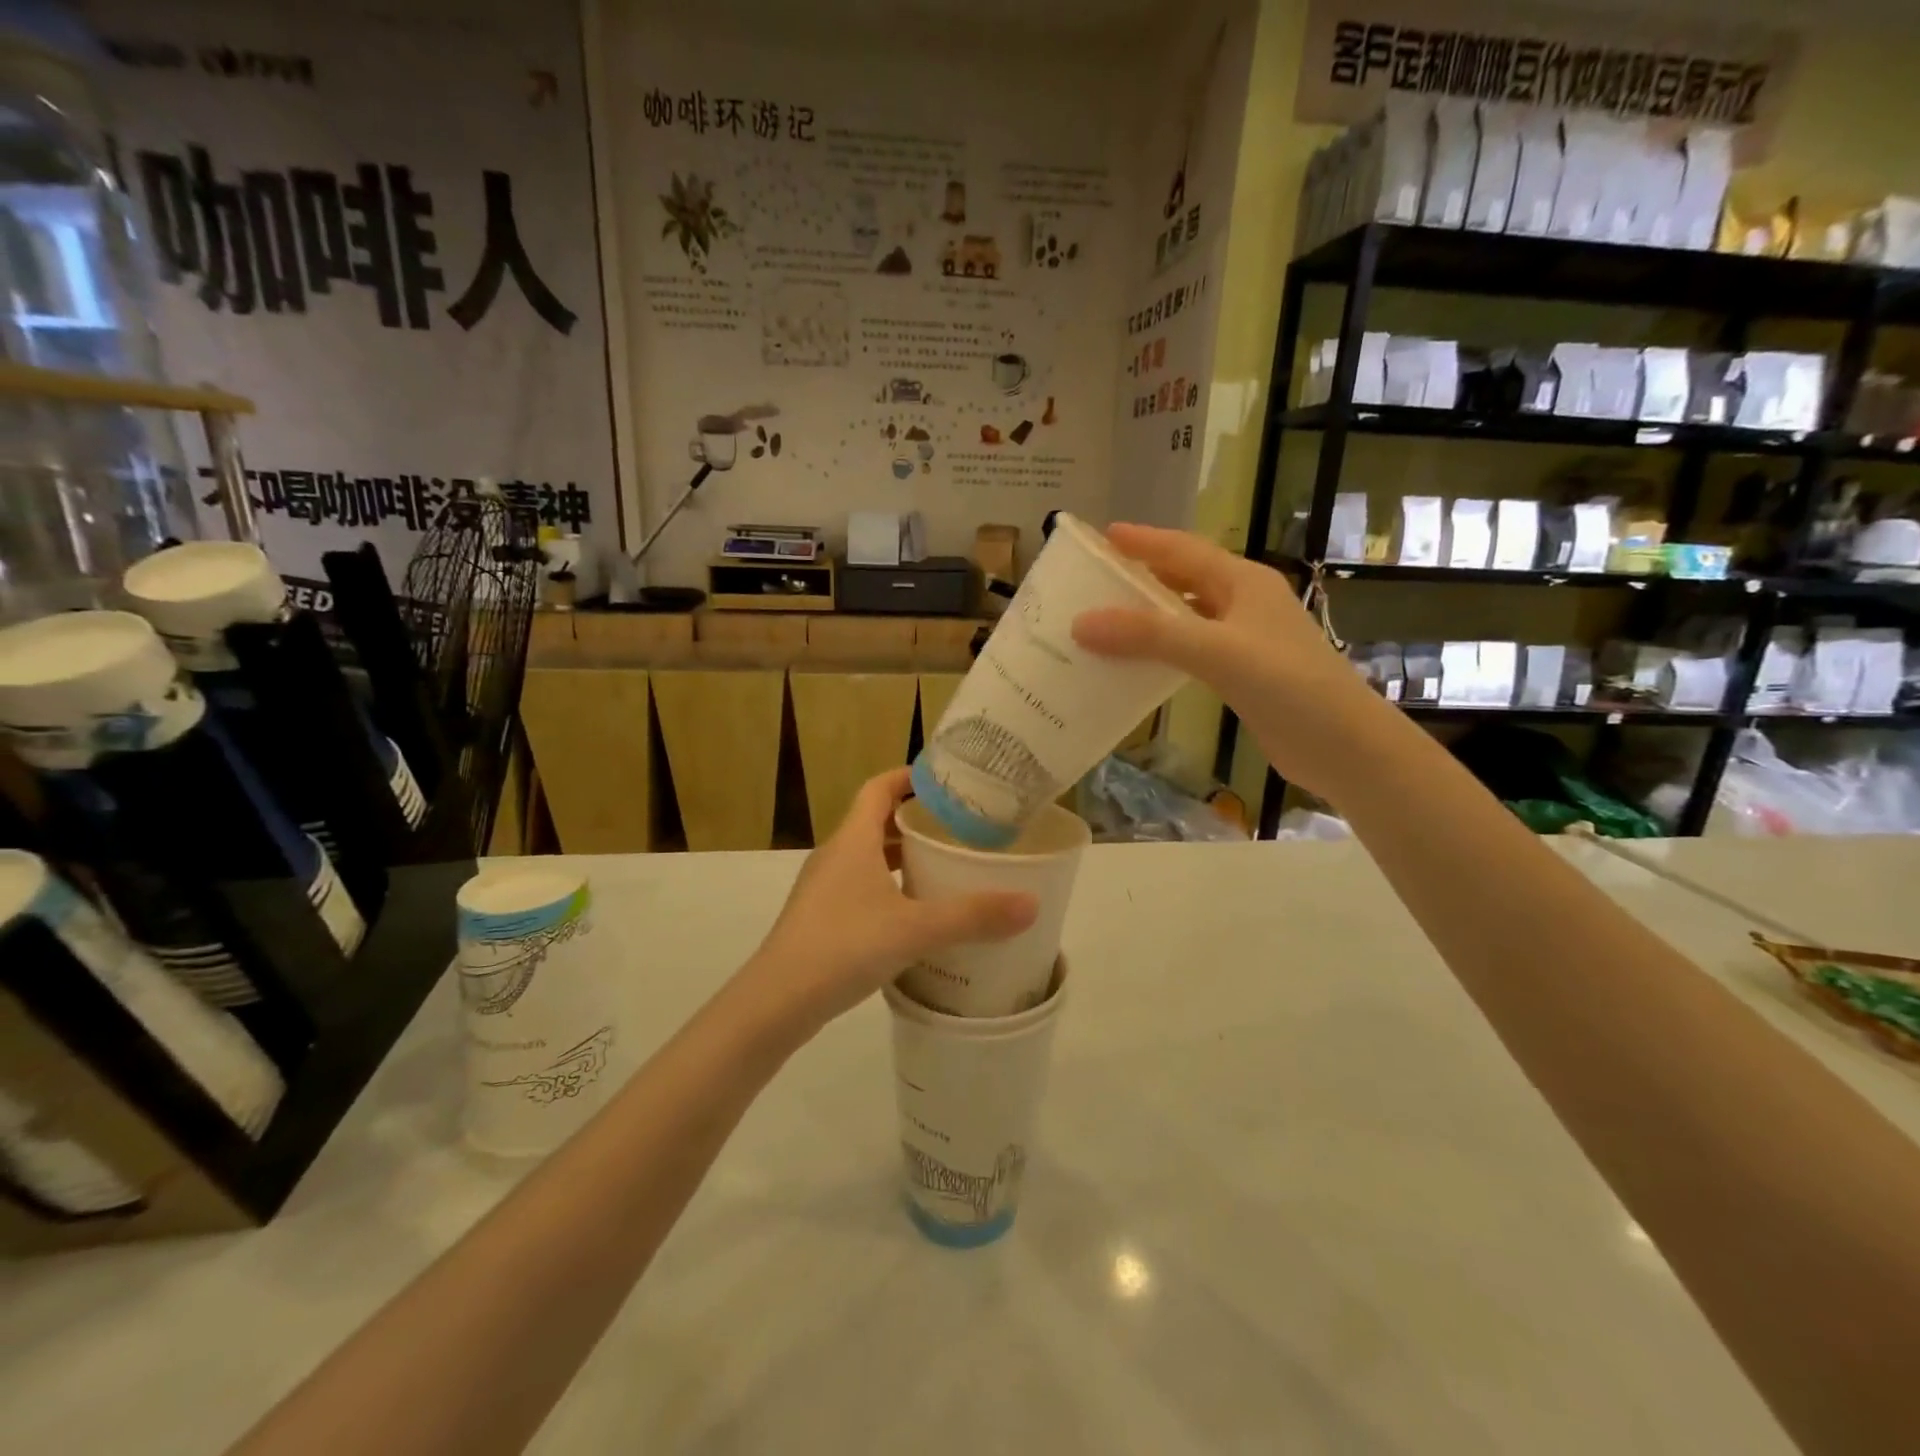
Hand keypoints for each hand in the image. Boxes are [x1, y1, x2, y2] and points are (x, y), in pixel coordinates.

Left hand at [741, 768, 1037, 1031]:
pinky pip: (861, 888)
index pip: (878, 788)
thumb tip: (1031, 904)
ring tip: (943, 867)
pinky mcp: (821, 919)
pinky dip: (889, 888)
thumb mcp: (915, 929)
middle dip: (915, 820)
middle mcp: (835, 856)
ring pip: (868, 858)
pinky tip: (915, 915)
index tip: (945, 780)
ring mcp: (824, 889)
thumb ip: (972, 916)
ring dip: (902, 857)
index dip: (908, 777)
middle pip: (876, 821)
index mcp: (852, 840)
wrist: (776, 1003)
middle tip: (958, 827)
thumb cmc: (843, 946)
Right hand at [1070, 524, 1398, 800]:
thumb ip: (1149, 635)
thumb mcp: (1215, 651)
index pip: (1184, 550)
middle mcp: (1245, 603)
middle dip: (1143, 575)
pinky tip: (1139, 662)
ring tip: (1107, 617)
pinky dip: (1164, 649)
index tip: (1102, 536)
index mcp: (1244, 582)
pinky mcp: (1244, 673)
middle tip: (1097, 578)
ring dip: (1151, 615)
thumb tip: (1081, 623)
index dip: (1143, 541)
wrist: (1343, 745)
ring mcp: (1246, 639)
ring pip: (1188, 616)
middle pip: (1185, 579)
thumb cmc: (1287, 685)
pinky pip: (1193, 649)